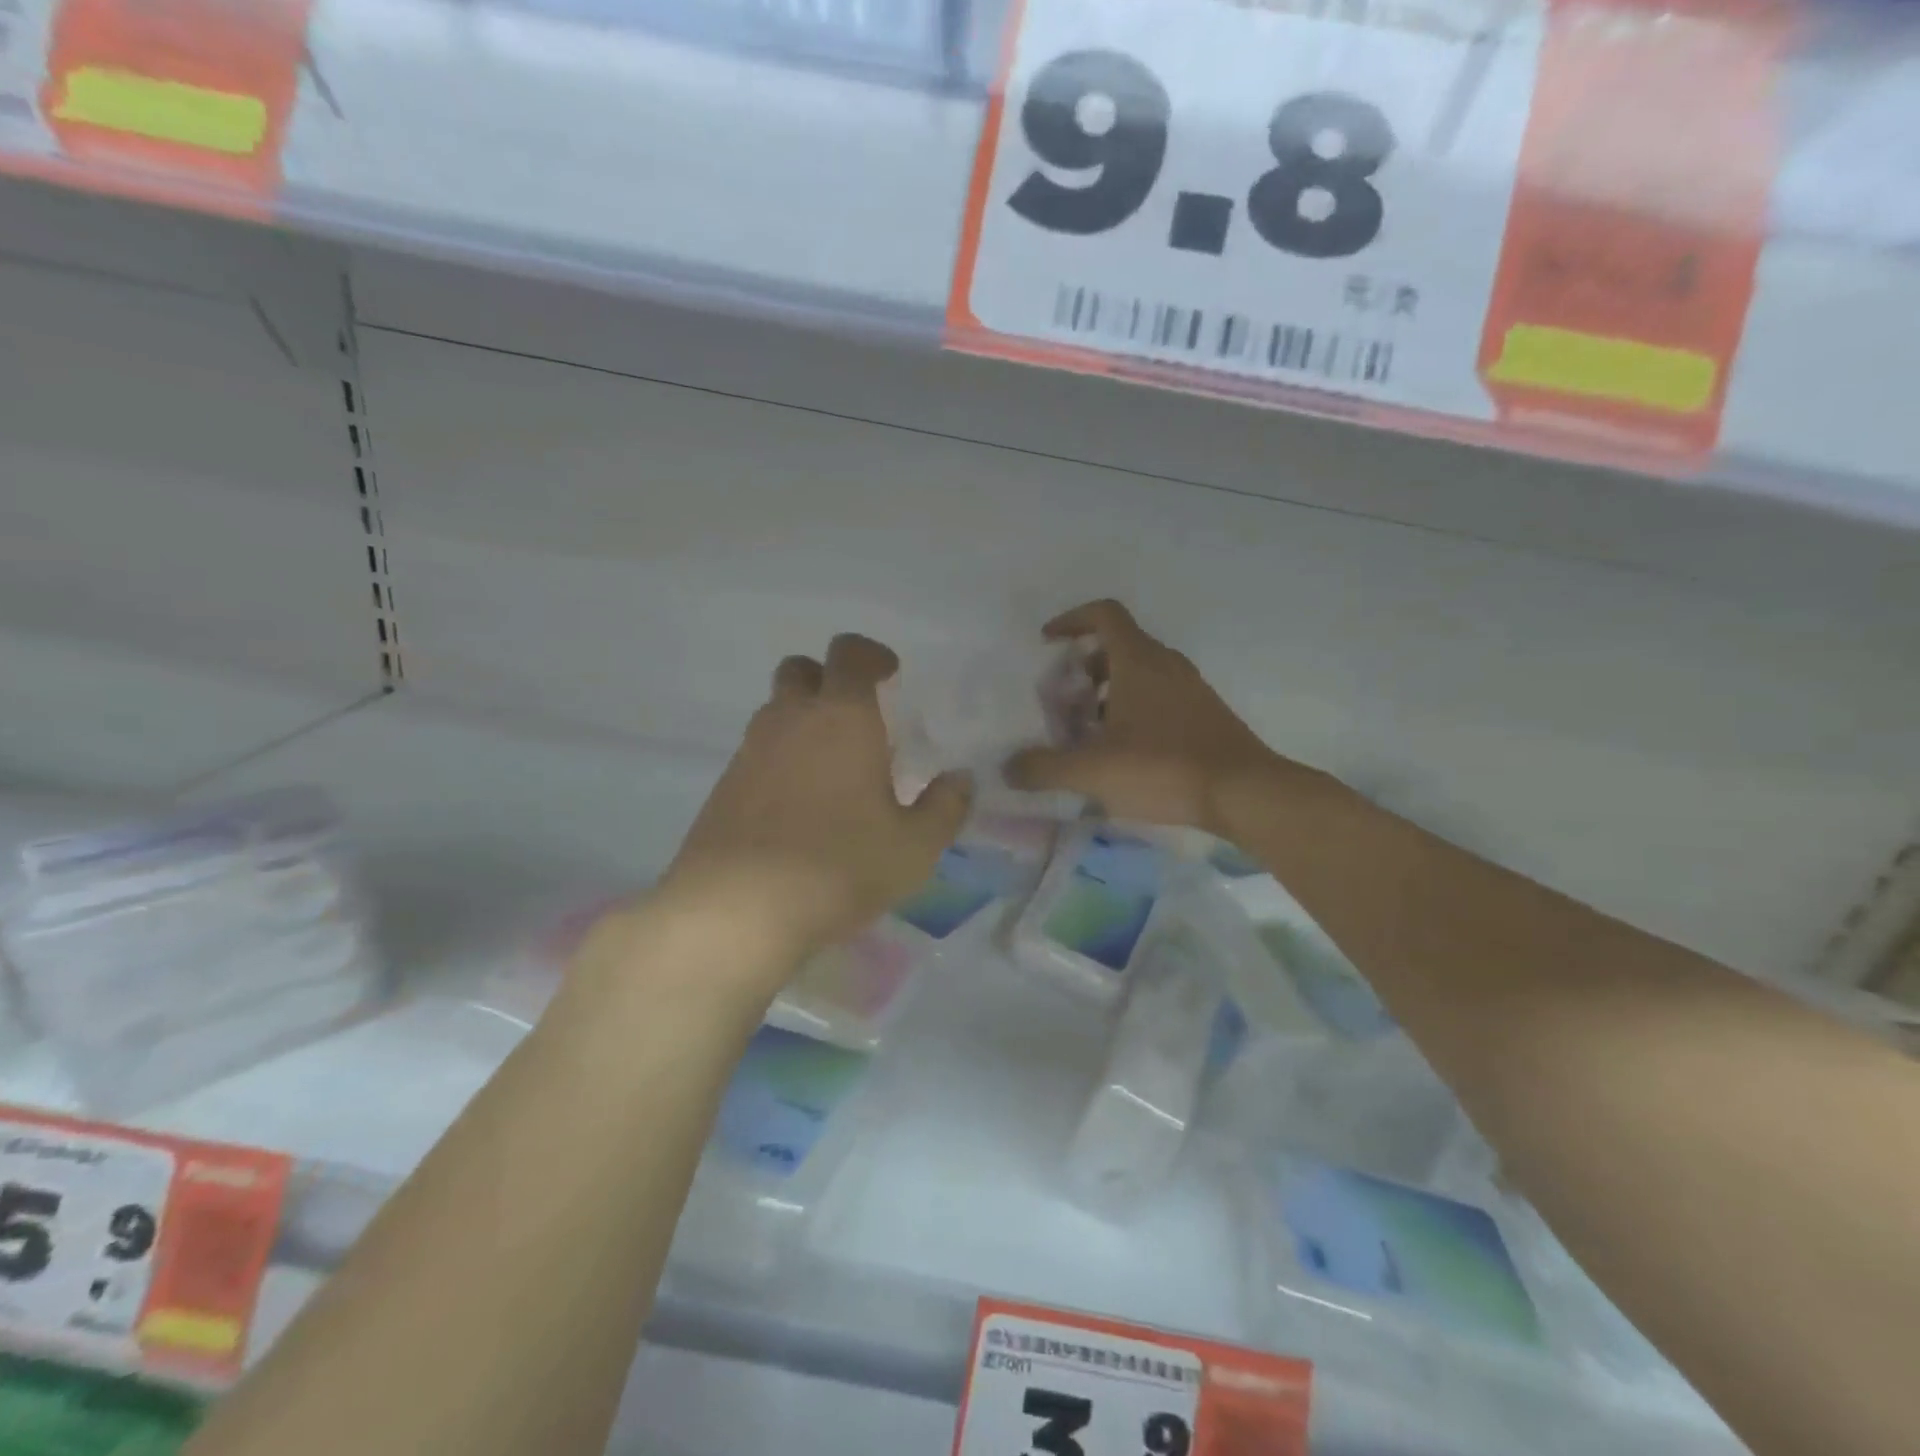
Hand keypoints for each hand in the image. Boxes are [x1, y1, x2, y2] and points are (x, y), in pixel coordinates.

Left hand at [653, 634, 971, 982]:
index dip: (871, 654)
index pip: (849, 653)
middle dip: (829, 679)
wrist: (736, 910)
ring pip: (776, 711)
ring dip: (804, 720)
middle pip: (801, 670)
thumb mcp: (914, 847)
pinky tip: (799, 806)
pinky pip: (758, 752)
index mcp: (842, 718)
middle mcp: (790, 720)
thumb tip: (960, 779)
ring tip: (834, 768)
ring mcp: (750, 751)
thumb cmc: (838, 866)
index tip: (890, 674)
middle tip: (858, 718)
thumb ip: (945, 807)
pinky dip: (781, 759)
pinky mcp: (724, 786)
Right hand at [1005, 600, 1279, 835]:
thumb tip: (1008, 768)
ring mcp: (1190, 689)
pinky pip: (1159, 697)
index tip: (1048, 642)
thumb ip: (1043, 767)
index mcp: (1138, 661)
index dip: (1071, 620)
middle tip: (1063, 703)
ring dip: (1107, 694)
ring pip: (1139, 675)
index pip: (1103, 615)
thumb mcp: (1092, 771)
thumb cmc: (1163, 768)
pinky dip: (1132, 711)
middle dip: (1083, 669)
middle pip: (1118, 647)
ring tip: (1087, 734)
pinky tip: (1122, 753)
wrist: (1244, 792)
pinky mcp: (1204, 714)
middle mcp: (1166, 664)